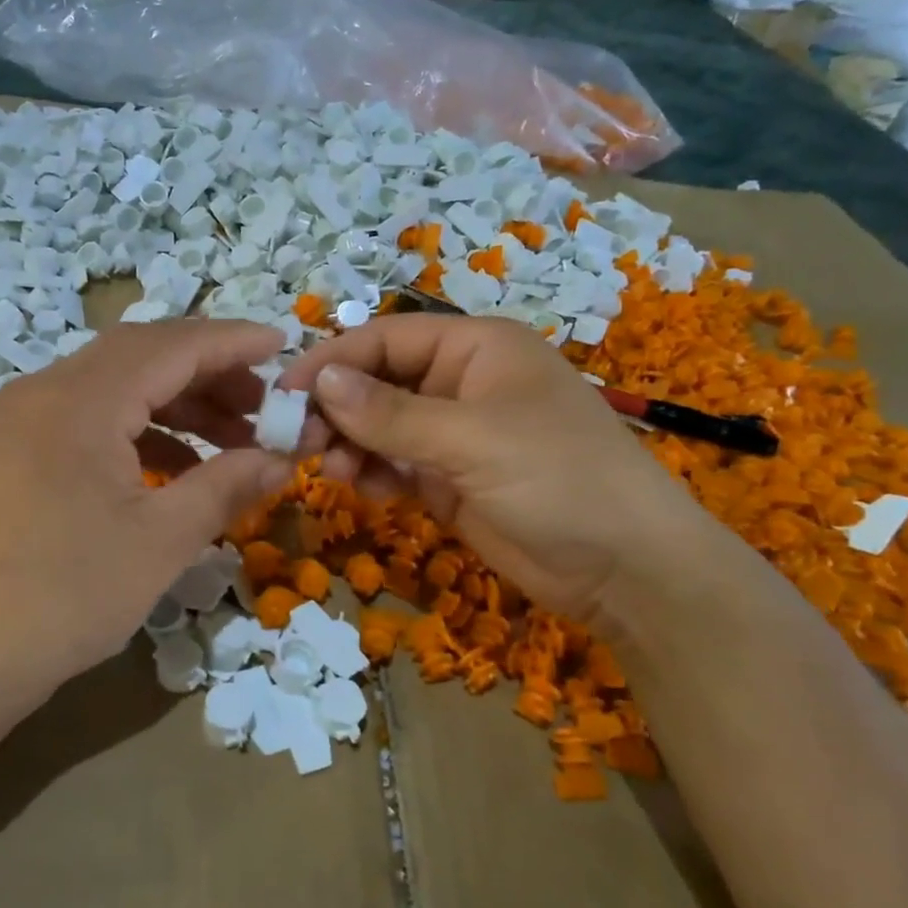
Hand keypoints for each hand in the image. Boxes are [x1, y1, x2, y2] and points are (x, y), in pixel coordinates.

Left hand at [0, 320, 294, 704]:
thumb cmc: (68, 596)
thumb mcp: (162, 540)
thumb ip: (227, 485)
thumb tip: (283, 459)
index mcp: (78, 401)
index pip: (170, 346)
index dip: (231, 343)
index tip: (283, 345)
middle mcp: (45, 391)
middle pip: (141, 355)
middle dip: (209, 373)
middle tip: (263, 405)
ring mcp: (25, 419)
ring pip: (116, 385)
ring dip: (177, 402)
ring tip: (233, 438)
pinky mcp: (18, 449)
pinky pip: (92, 416)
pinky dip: (142, 429)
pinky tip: (179, 465)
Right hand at [277, 315, 727, 621]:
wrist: (624, 569)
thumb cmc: (558, 479)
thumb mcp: (471, 439)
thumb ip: (390, 413)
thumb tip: (318, 380)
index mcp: (475, 348)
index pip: (385, 338)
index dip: (332, 361)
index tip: (282, 394)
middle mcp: (460, 383)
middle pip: (377, 382)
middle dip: (336, 409)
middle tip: (299, 443)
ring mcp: (454, 435)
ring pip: (379, 427)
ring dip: (350, 444)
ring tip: (333, 471)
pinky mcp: (449, 480)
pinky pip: (395, 465)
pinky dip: (373, 473)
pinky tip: (364, 489)